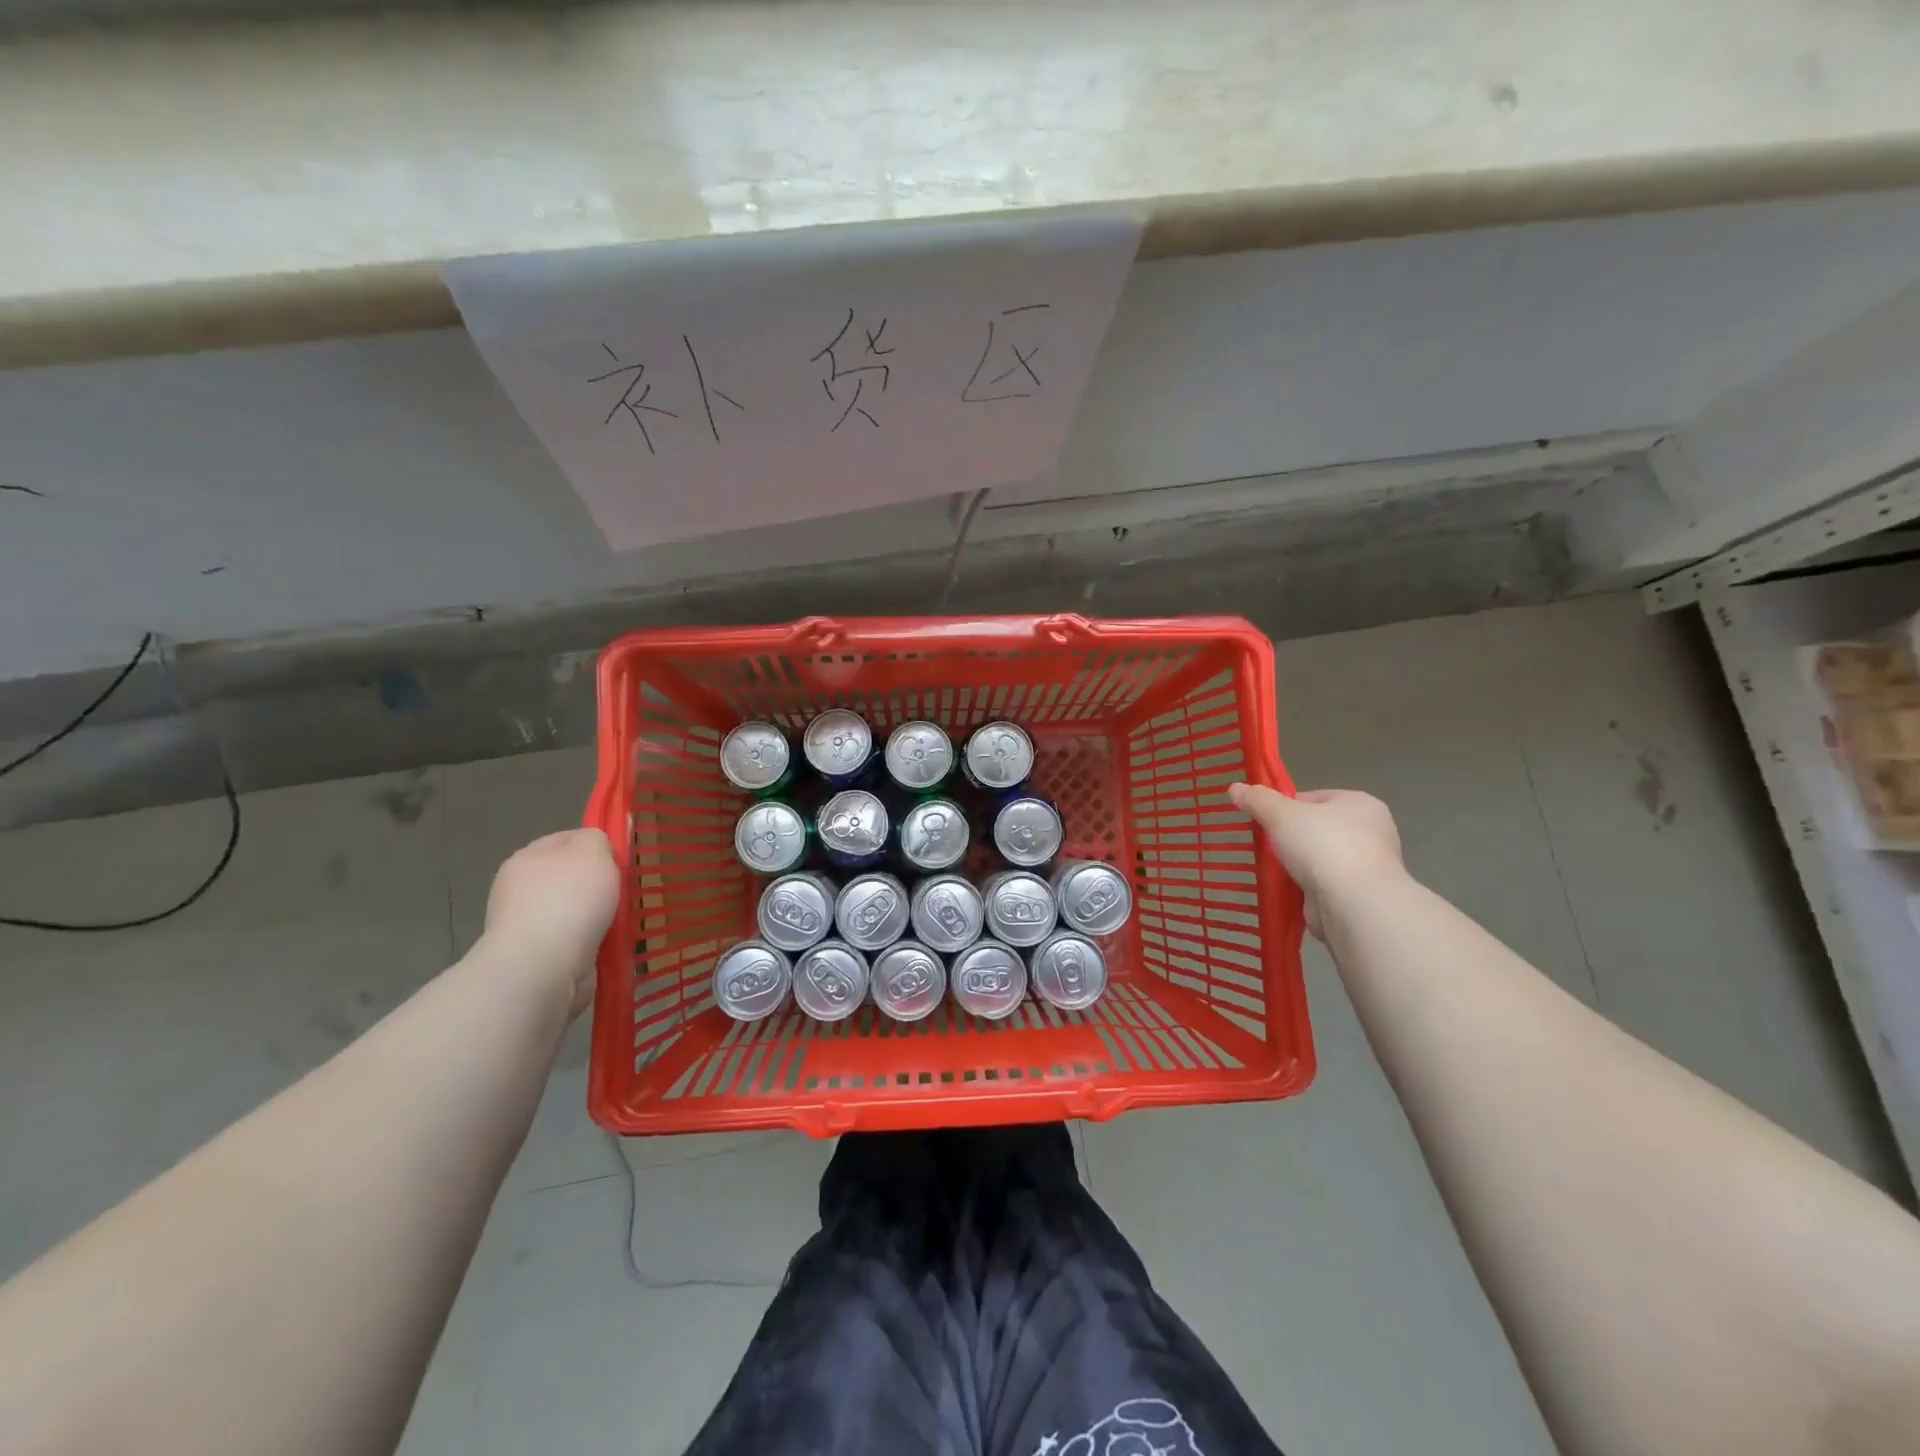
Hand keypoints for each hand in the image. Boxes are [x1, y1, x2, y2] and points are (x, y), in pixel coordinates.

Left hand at [480, 828, 620, 1016]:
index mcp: (528, 857)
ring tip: (624, 922)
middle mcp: (521, 888)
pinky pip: (577, 940)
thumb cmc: (568, 901)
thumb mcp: (592, 850)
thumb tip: (599, 843)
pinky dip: (594, 942)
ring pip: (577, 910)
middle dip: (600, 884)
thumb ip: (599, 837)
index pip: (569, 838)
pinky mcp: (539, 956)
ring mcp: (528, 924)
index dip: (599, 845)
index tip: (622, 860)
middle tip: (627, 892)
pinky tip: (610, 945)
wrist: (542, 967)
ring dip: (599, 916)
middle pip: (573, 876)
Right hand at [1227, 784, 1404, 936]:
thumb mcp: (1281, 814)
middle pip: (1316, 828)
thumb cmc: (1323, 846)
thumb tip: (1235, 788)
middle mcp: (1371, 831)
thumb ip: (1258, 799)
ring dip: (1297, 865)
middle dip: (1290, 838)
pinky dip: (1305, 887)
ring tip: (1272, 870)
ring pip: (1318, 858)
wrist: (1353, 904)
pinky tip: (1287, 890)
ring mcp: (1367, 866)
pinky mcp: (1359, 895)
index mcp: (1360, 803)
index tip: (1265, 820)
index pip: (1314, 797)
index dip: (1285, 806)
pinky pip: (1323, 884)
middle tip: (1266, 846)